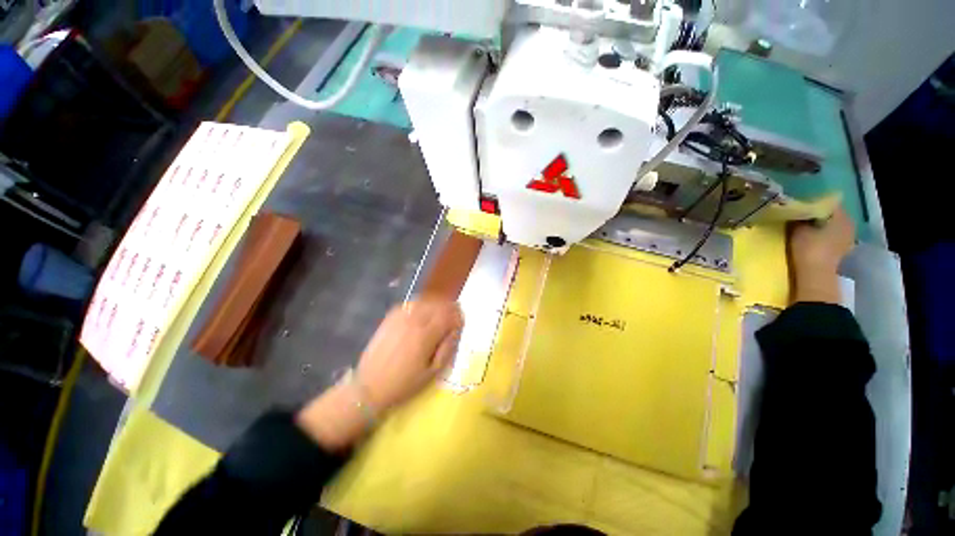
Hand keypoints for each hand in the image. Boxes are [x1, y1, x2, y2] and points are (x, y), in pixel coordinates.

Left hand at [296, 300, 461, 449]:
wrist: (368, 387)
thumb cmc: (404, 384)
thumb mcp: (432, 373)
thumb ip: (447, 348)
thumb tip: (455, 330)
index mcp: (426, 335)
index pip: (449, 314)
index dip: (458, 316)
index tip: (461, 323)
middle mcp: (414, 320)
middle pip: (438, 304)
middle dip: (449, 309)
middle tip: (453, 319)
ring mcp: (400, 317)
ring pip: (426, 300)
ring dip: (437, 305)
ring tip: (440, 315)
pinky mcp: (390, 317)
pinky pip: (411, 303)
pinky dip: (422, 305)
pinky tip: (423, 314)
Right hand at [788, 208, 854, 304]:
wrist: (816, 276)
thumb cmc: (809, 249)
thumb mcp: (798, 230)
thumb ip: (798, 218)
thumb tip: (795, 210)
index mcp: (842, 217)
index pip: (827, 203)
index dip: (812, 202)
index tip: (799, 205)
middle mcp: (848, 226)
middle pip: (831, 215)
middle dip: (816, 215)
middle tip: (799, 216)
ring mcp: (847, 240)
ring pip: (831, 227)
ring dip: (818, 227)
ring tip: (803, 227)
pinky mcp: (841, 251)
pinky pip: (830, 238)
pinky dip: (821, 237)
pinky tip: (810, 238)